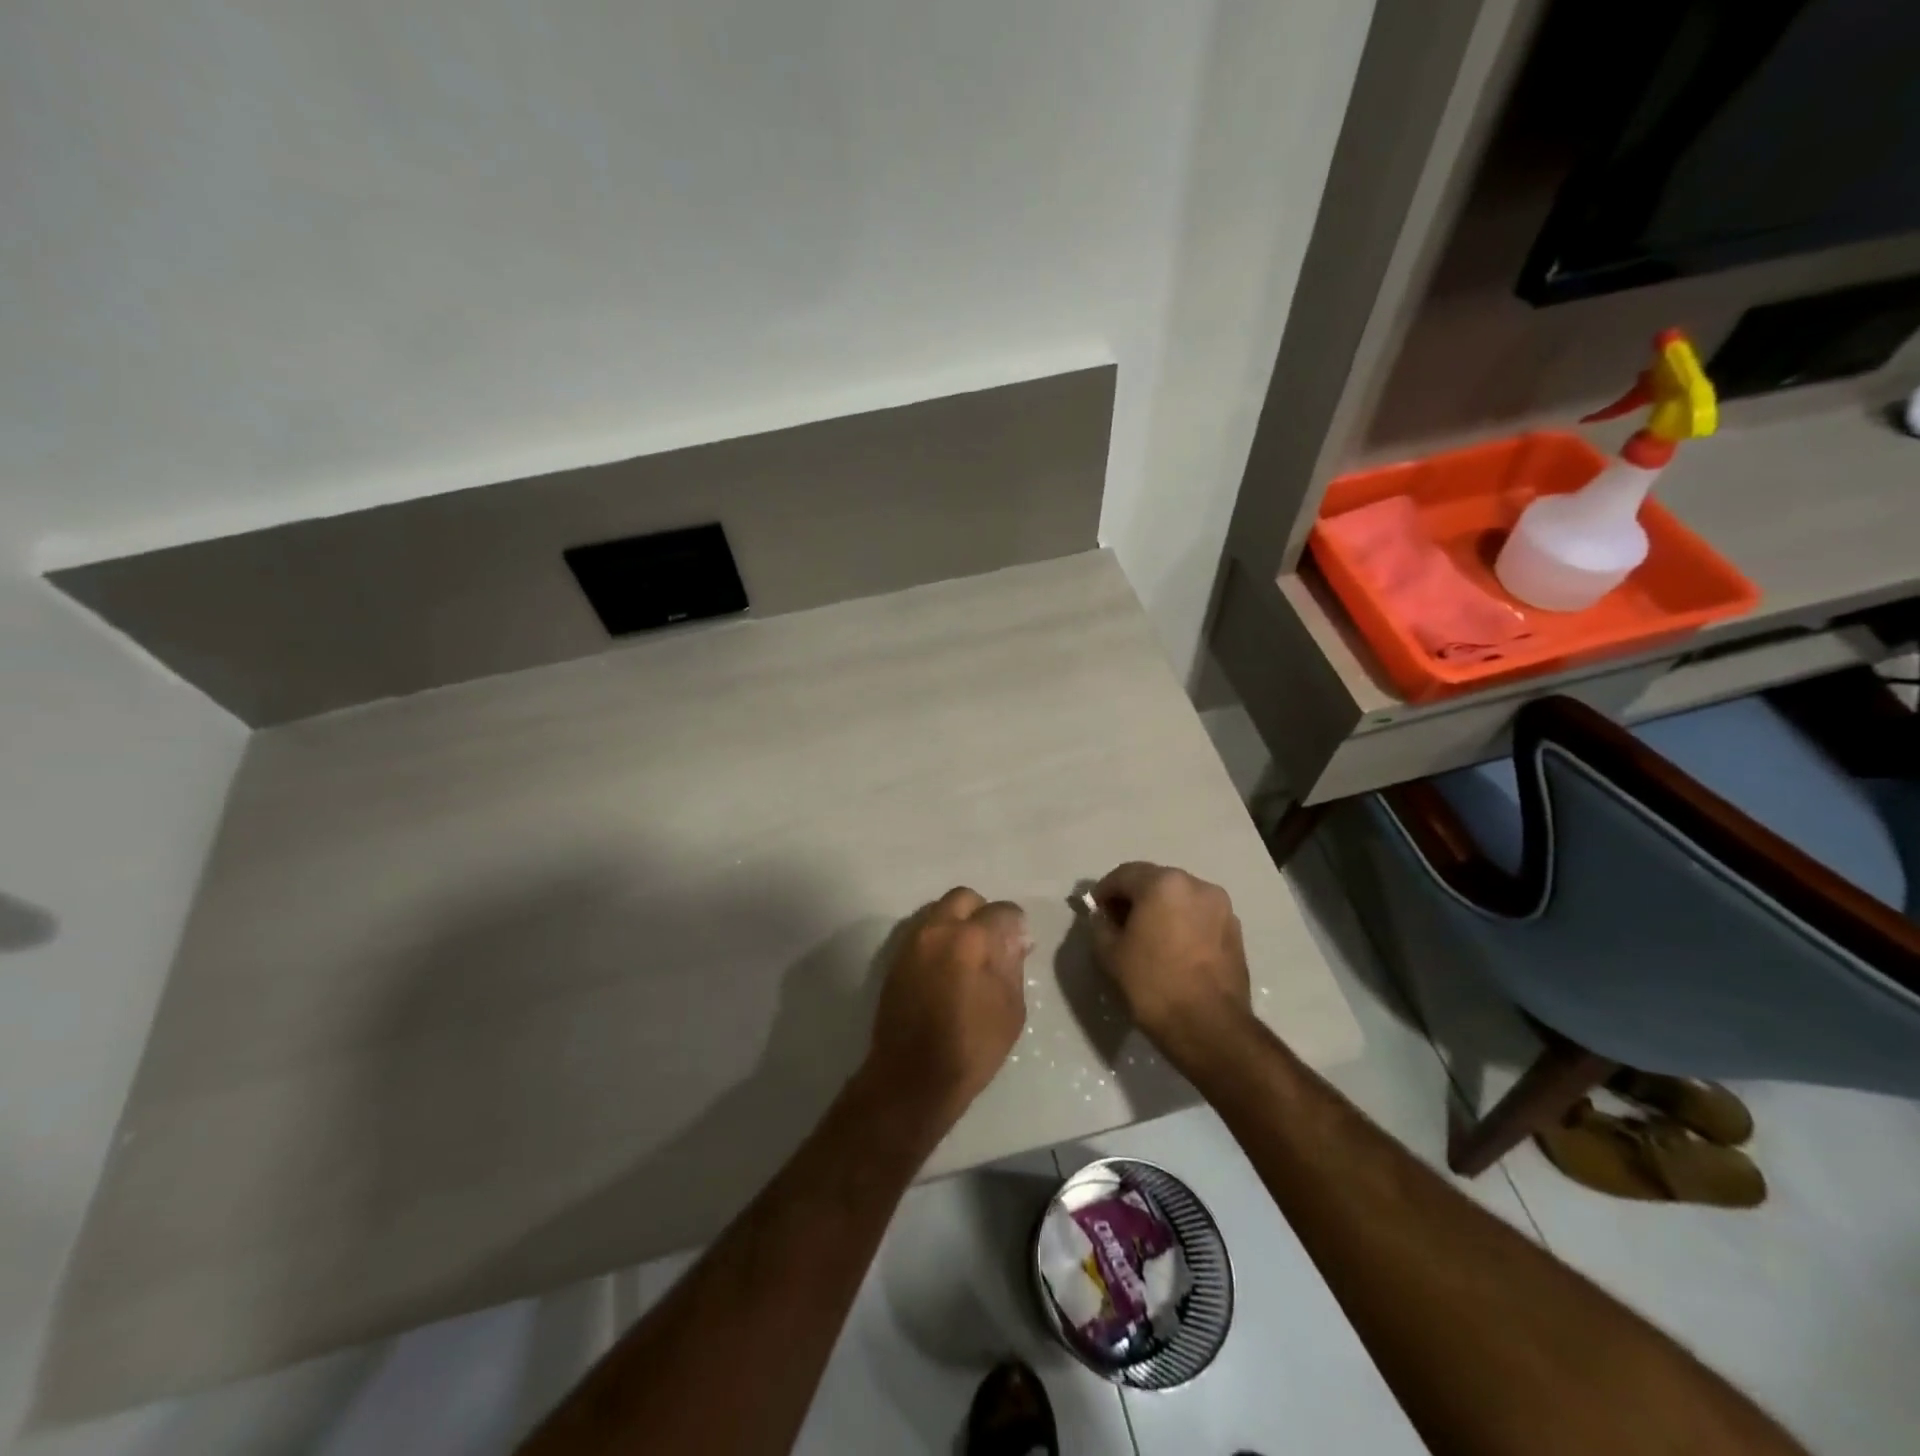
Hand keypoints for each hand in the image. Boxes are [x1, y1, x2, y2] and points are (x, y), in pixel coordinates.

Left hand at [862, 888, 1030, 1126]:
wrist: (911, 1077)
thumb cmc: (971, 1048)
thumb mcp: (1010, 1009)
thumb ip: (1012, 964)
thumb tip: (1016, 939)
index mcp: (971, 939)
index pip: (1002, 910)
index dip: (1016, 924)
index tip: (1020, 943)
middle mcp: (937, 929)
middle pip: (964, 898)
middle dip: (982, 912)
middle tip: (993, 942)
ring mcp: (912, 942)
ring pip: (939, 911)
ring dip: (957, 923)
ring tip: (969, 956)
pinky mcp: (896, 959)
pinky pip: (922, 932)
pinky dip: (938, 938)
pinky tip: (947, 968)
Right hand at [1090, 863, 1251, 1059]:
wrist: (1210, 1027)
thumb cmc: (1153, 984)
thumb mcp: (1110, 954)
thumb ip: (1100, 925)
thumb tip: (1104, 916)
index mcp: (1164, 883)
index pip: (1124, 875)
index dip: (1104, 891)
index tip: (1095, 911)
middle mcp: (1197, 885)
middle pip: (1155, 882)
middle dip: (1134, 898)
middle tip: (1117, 924)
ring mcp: (1221, 907)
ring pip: (1180, 898)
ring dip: (1160, 910)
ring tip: (1147, 938)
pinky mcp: (1235, 931)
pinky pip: (1199, 916)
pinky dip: (1182, 924)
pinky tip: (1172, 950)